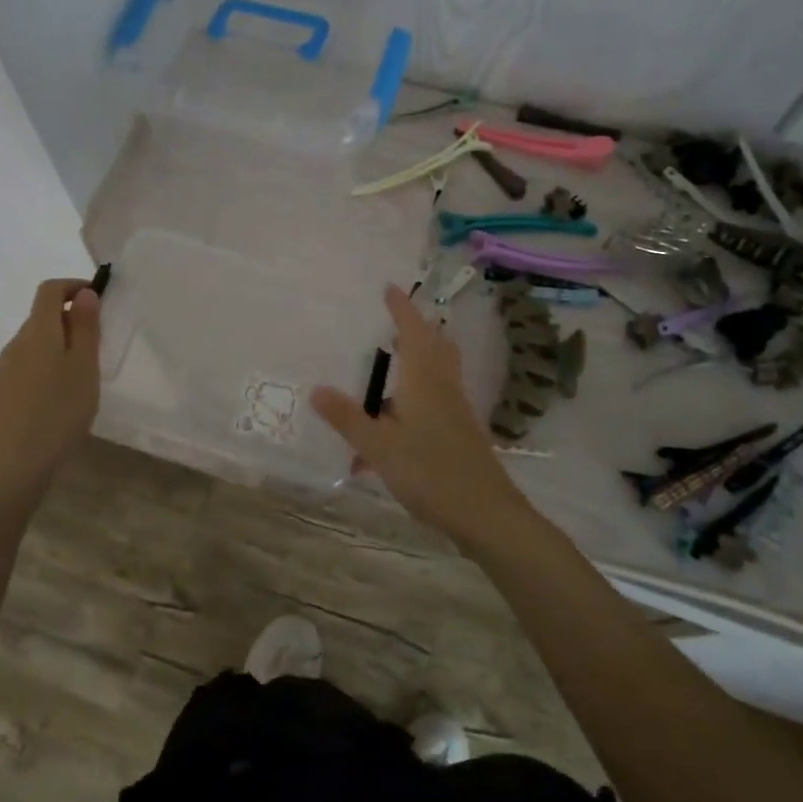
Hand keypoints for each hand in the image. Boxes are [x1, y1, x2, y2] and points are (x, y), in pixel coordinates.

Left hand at [0, 278, 101, 493]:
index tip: (99, 299)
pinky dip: (50, 361)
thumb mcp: (84, 366)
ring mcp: (8, 366)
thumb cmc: (61, 410)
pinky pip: (31, 360)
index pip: (49, 290)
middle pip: (43, 314)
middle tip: (100, 341)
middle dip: (72, 317)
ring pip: (37, 339)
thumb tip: (84, 294)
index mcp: (38, 331)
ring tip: (86, 369)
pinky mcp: (6, 388)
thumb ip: (85, 327)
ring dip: (61, 341)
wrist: (20, 461)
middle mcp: (18, 342)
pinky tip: (64, 390)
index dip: (73, 286)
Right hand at [311, 285, 533, 548]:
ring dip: (419, 360)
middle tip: (393, 324)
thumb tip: (316, 389)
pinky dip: (417, 396)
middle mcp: (443, 387)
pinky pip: (437, 399)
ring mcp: (456, 410)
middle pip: (435, 346)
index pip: (412, 332)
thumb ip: (348, 418)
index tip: (389, 288)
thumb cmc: (430, 472)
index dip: (401, 309)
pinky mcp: (461, 432)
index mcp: (424, 380)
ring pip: (438, 372)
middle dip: (415, 330)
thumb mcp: (379, 446)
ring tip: (391, 366)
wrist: (486, 513)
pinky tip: (394, 426)